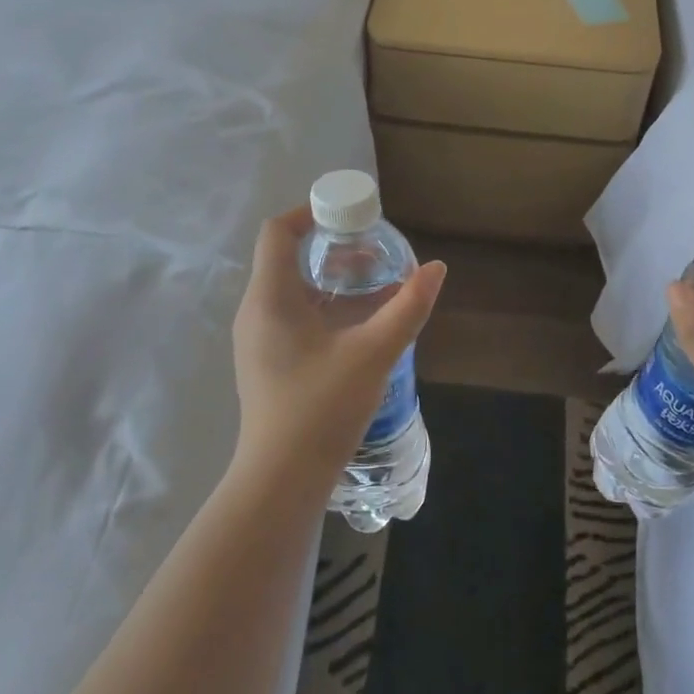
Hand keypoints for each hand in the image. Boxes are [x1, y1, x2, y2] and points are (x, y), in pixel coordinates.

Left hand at [231, 206, 445, 494]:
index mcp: (270, 297)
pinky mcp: (269, 362)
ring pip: (294, 290)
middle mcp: (257, 311)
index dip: (311, 212)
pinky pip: (295, 317)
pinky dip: (327, 308)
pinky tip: (362, 324)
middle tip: (375, 251)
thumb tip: (437, 269)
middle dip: (332, 248)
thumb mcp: (373, 353)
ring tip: (376, 283)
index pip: (277, 231)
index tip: (351, 216)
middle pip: (288, 258)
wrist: (282, 480)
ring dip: (333, 281)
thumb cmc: (321, 408)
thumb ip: (407, 308)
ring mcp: (259, 339)